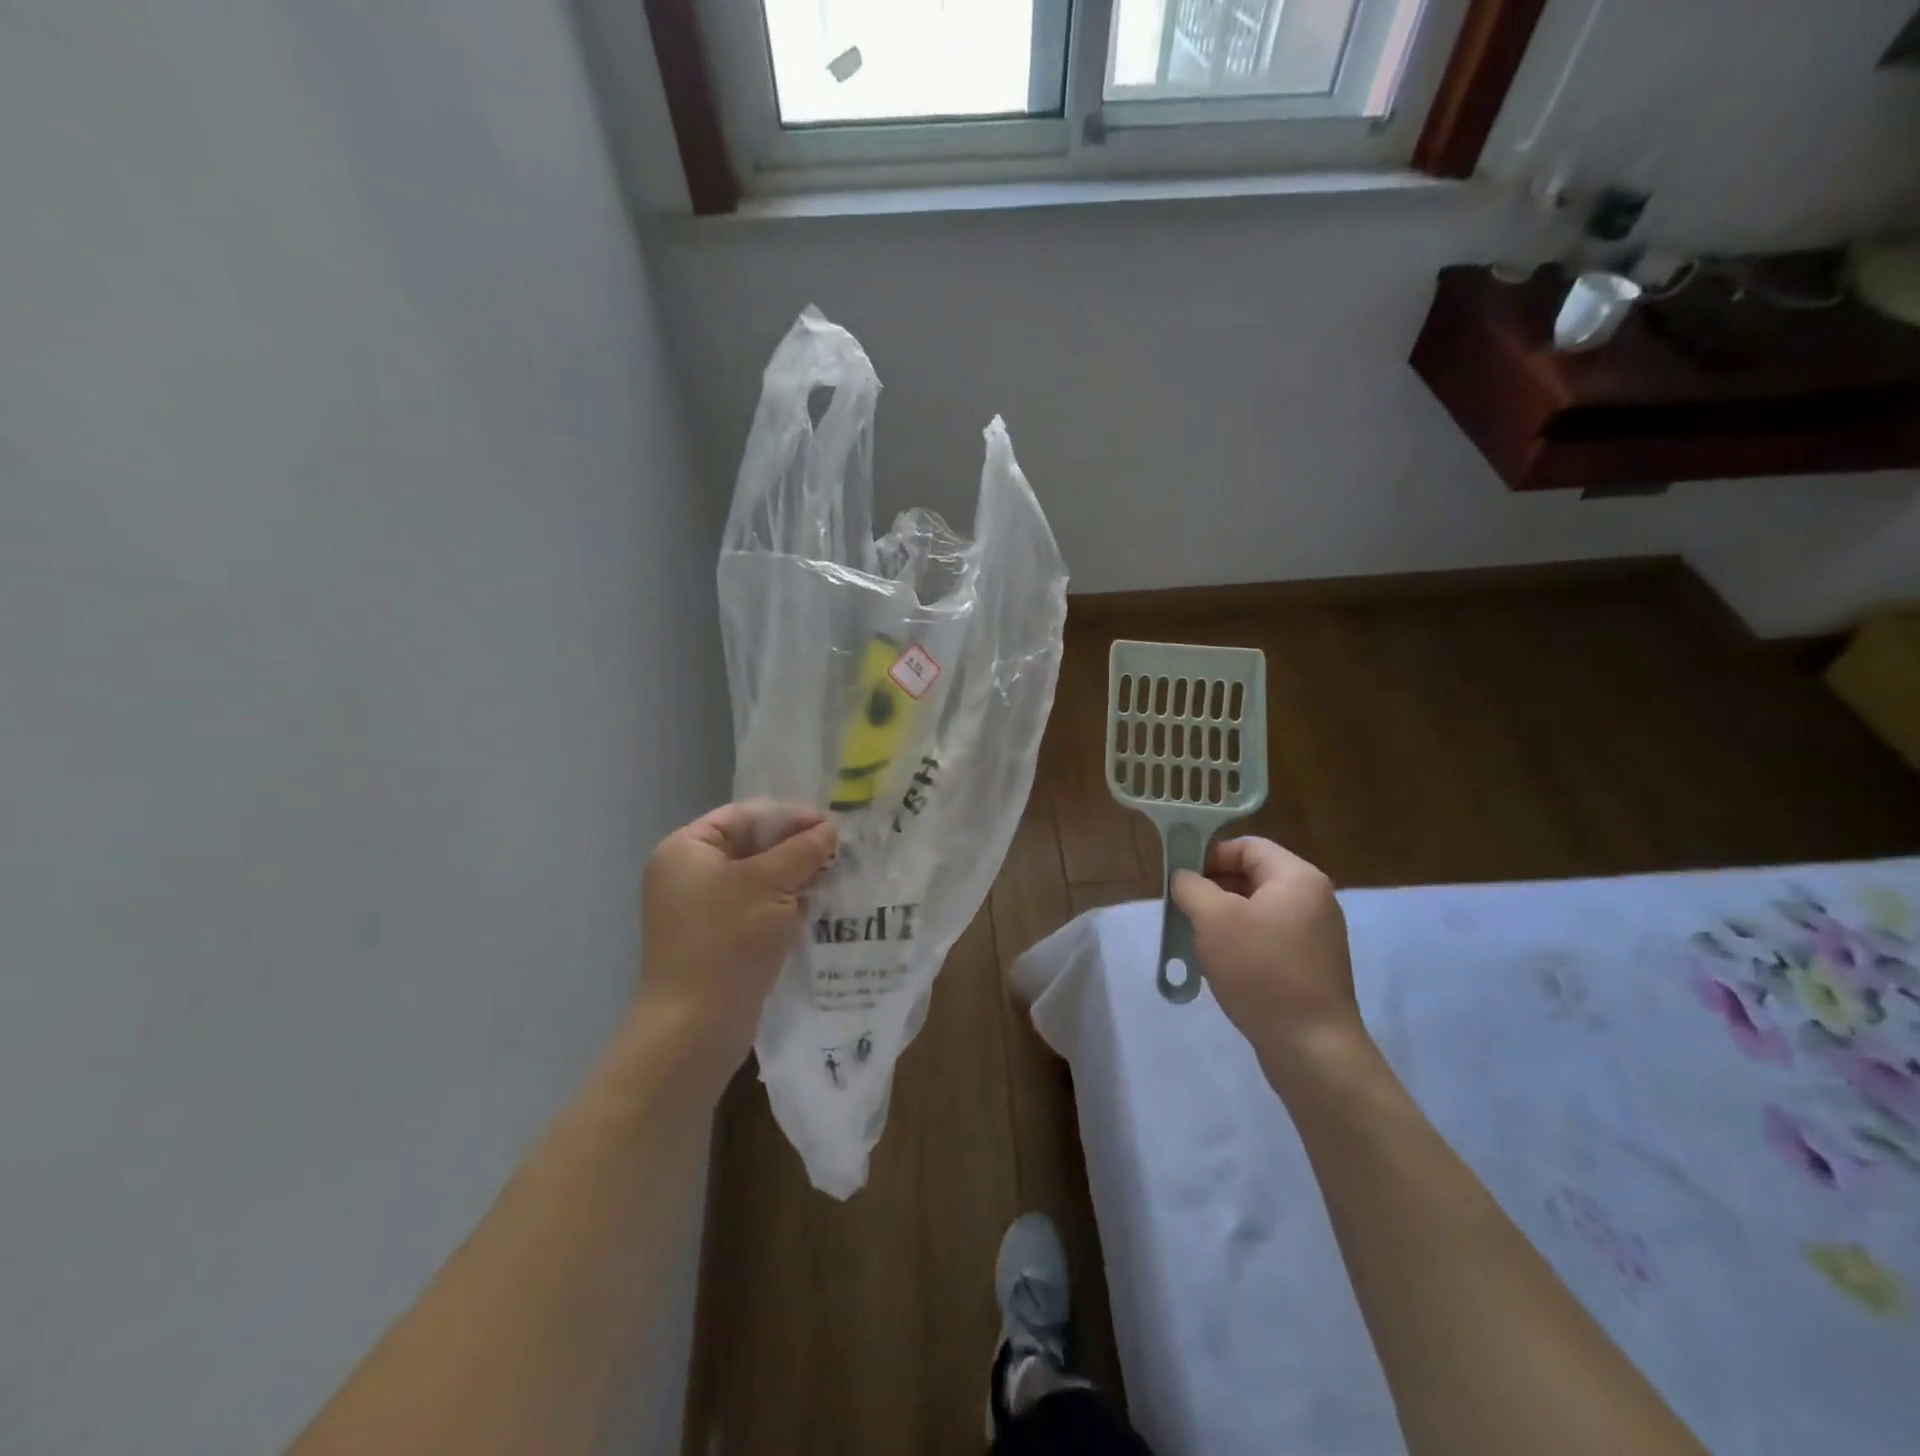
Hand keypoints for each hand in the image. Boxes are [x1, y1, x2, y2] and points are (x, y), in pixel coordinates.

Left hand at [633, 801, 837, 1093]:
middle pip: (752, 845)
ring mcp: (701, 909)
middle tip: (839, 853)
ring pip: (757, 879)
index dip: (790, 816)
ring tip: (835, 878)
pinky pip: (755, 908)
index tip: (831, 827)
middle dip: (796, 848)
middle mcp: (688, 873)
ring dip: (795, 877)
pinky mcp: (717, 939)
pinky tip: (817, 908)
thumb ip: (802, 850)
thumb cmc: (728, 940)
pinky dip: (784, 905)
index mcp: (687, 849)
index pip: (746, 815)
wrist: (695, 1026)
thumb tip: (828, 830)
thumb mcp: (771, 884)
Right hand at [1171, 838, 1365, 1078]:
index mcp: (1297, 877)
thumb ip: (1191, 887)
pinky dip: (1242, 941)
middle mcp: (1313, 898)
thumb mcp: (1213, 919)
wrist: (1311, 1047)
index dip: (1209, 855)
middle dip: (1213, 888)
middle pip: (1253, 875)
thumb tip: (1185, 878)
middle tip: (1183, 910)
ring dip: (1224, 918)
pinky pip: (1270, 936)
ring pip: (1258, 909)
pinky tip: (1224, 965)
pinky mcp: (1312, 964)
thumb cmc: (1260, 970)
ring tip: (1198, 940)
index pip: (1246, 846)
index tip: (1181, 880)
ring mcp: (1317, 934)